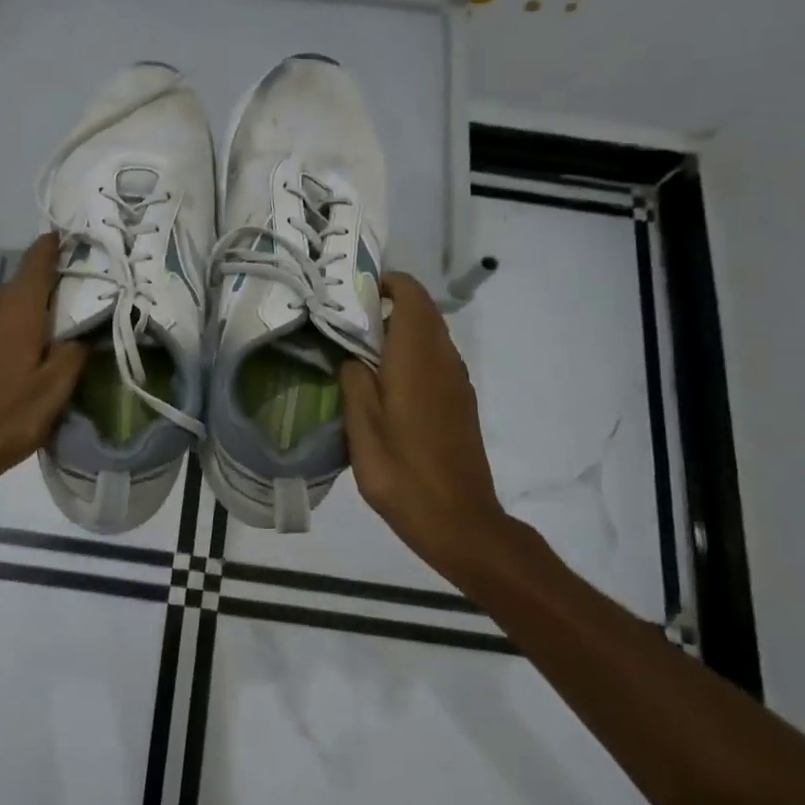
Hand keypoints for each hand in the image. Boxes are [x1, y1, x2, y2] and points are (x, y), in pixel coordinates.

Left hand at [0, 234, 88, 502]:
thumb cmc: (7, 418)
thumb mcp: (54, 390)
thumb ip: (74, 352)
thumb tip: (82, 331)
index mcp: (16, 309)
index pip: (36, 260)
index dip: (53, 246)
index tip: (70, 240)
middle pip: (21, 286)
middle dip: (45, 292)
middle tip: (72, 310)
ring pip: (2, 308)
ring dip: (24, 316)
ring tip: (45, 340)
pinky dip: (4, 331)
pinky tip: (15, 359)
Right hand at [338, 272, 538, 578]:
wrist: (460, 521)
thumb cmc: (403, 475)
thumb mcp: (362, 429)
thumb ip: (354, 383)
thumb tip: (351, 358)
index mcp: (417, 359)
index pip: (411, 296)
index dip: (385, 282)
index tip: (351, 291)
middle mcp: (443, 361)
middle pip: (422, 312)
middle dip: (387, 305)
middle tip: (344, 320)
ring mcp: (456, 382)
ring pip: (429, 336)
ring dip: (398, 331)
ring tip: (357, 349)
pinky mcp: (460, 402)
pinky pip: (434, 360)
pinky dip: (410, 354)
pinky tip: (383, 383)